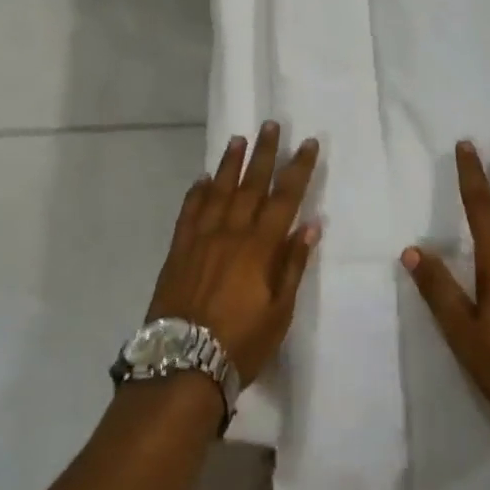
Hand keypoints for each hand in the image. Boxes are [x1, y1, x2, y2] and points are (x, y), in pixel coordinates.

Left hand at [145, 122, 321, 387]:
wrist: (182, 364)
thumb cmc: (240, 343)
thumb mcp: (279, 312)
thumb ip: (293, 265)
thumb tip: (310, 225)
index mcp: (260, 247)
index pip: (285, 198)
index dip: (298, 169)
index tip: (308, 143)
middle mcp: (231, 233)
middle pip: (251, 185)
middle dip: (264, 153)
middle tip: (271, 125)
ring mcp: (201, 239)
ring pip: (218, 191)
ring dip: (230, 164)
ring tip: (239, 139)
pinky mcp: (178, 250)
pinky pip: (189, 212)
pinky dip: (197, 192)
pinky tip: (202, 179)